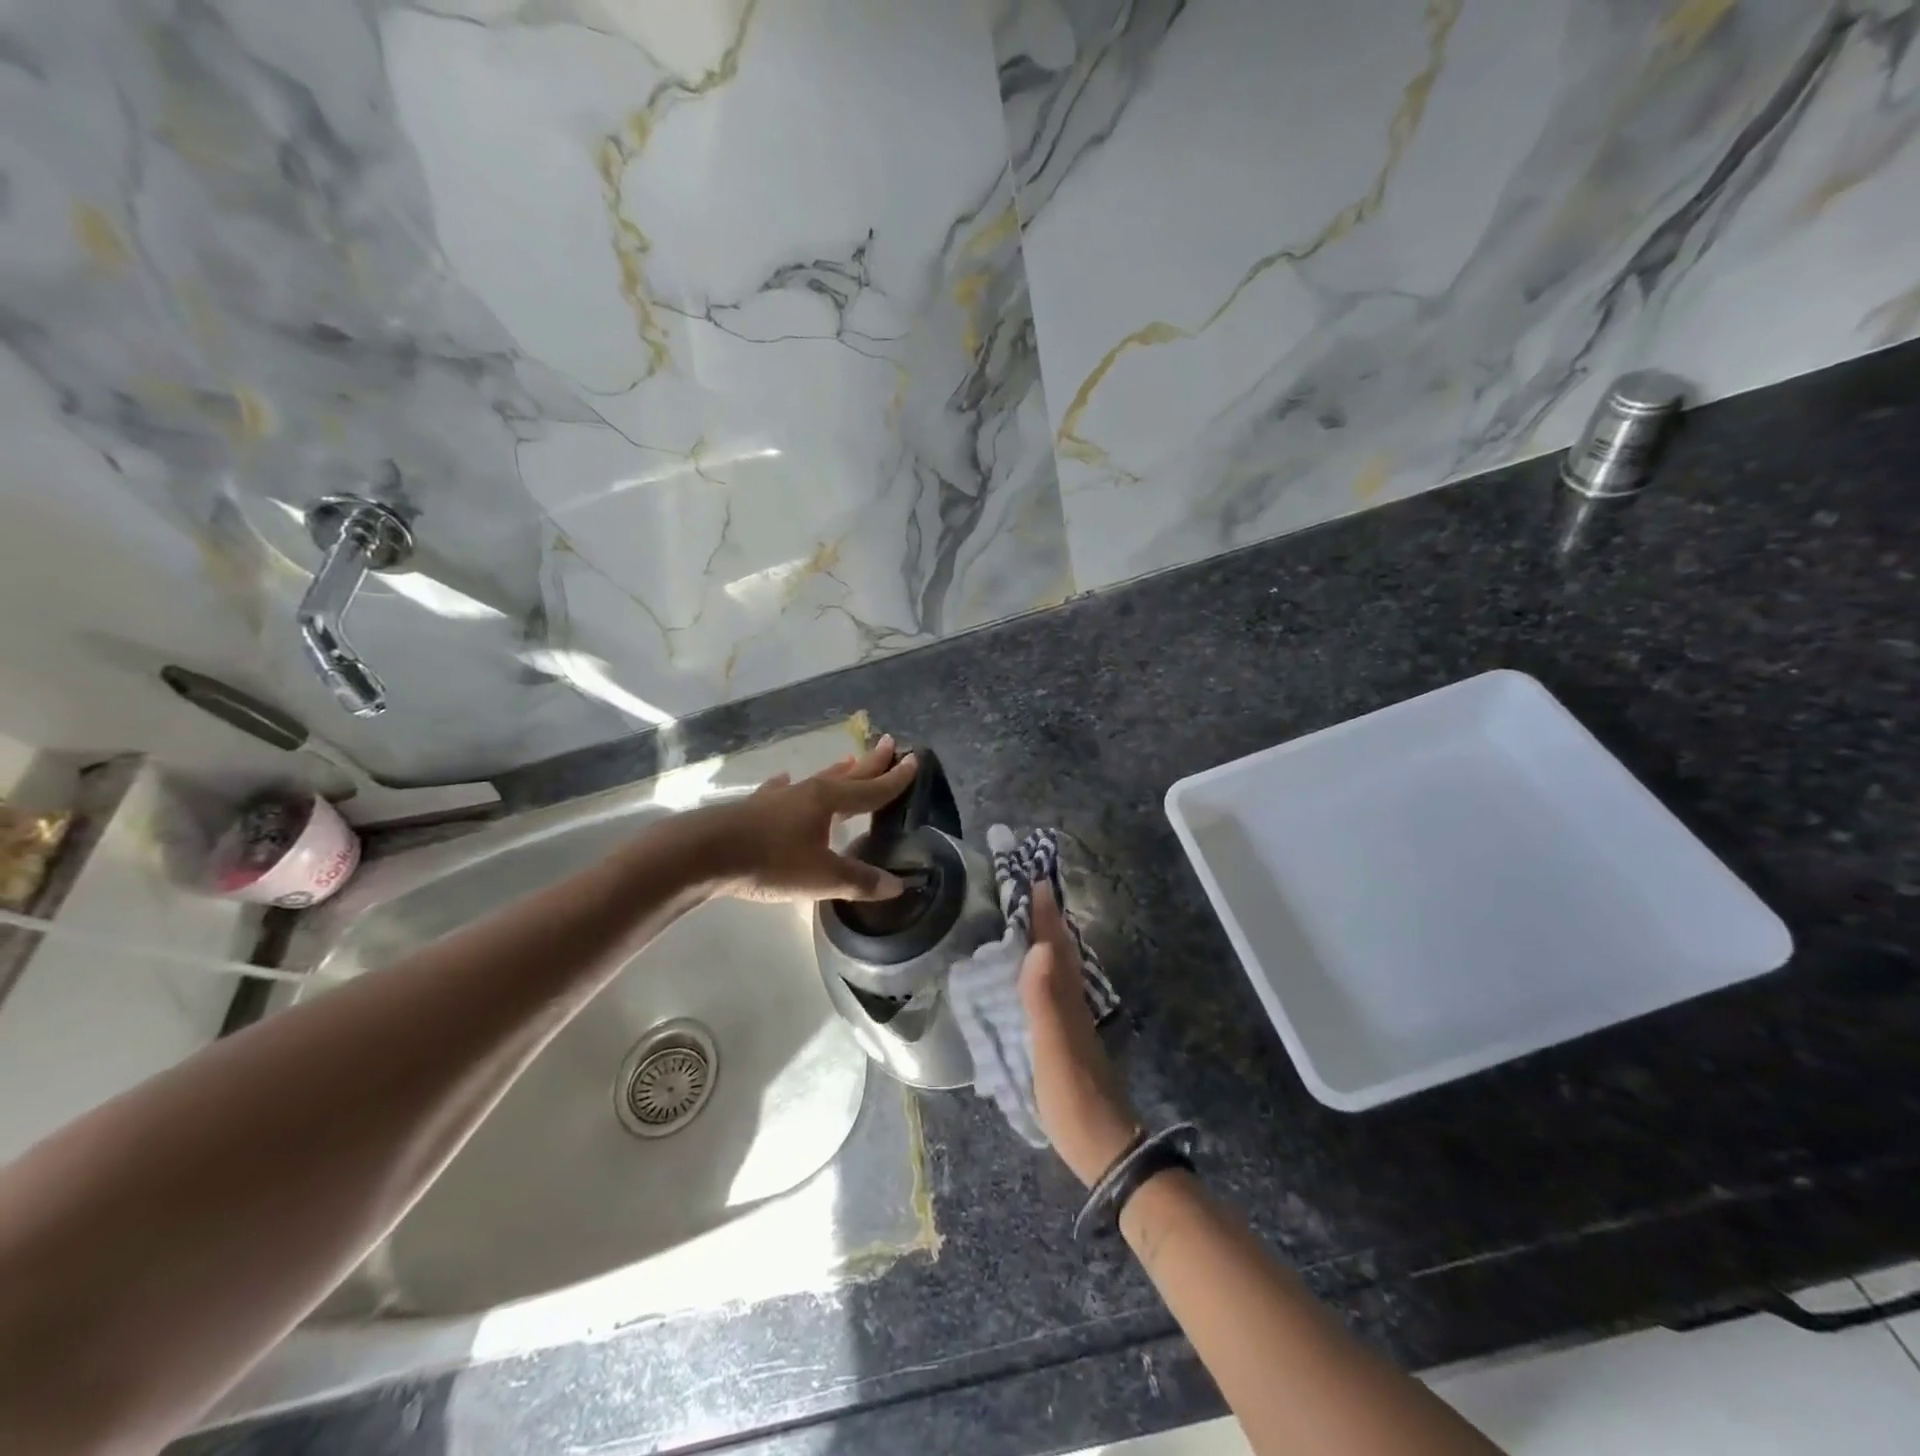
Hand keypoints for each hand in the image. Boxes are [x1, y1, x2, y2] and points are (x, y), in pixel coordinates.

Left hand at [696, 735, 917, 902]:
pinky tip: (784, 780)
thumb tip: (897, 885)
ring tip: (849, 760)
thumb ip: (859, 881)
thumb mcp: (821, 878)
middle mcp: (807, 792)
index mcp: (828, 802)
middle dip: (871, 763)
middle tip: (889, 744)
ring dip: (836, 772)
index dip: (895, 779)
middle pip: (847, 776)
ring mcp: (778, 798)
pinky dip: (787, 786)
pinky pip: (779, 791)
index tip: (914, 759)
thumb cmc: (770, 863)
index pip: (872, 789)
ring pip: (816, 780)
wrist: (705, 853)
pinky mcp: (754, 808)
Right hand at [1020, 880, 1140, 1185]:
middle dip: (1047, 920)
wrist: (1105, 1148)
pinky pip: (1055, 990)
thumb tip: (1037, 947)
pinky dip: (1046, 971)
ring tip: (1036, 922)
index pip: (1052, 947)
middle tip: (1034, 890)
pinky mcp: (1068, 1041)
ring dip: (1049, 942)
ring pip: (1061, 970)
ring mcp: (1073, 1023)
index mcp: (1066, 1001)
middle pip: (1060, 952)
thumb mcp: (1053, 1050)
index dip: (1044, 915)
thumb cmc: (1074, 1099)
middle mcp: (1073, 1004)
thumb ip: (1043, 1000)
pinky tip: (1040, 977)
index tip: (1036, 879)